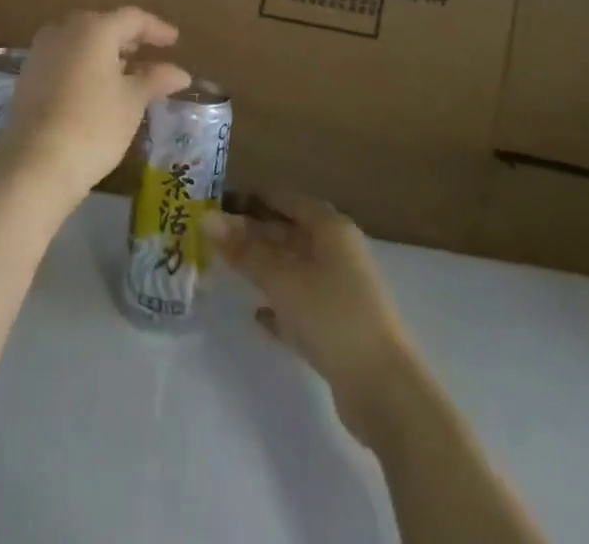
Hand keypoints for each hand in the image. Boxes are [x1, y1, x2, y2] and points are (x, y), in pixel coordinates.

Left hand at [0, 8, 187, 208]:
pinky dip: (83, 64)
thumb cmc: (94, 126)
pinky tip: (95, 87)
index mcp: (94, 29)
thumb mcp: (132, 102)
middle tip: (149, 54)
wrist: (36, 162)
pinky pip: (63, 57)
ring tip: (125, 72)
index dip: (156, 28)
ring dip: (104, 52)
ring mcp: (41, 50)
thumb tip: (180, 73)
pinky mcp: (28, 73)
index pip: (132, 18)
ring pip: (80, 41)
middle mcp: (64, 29)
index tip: (174, 41)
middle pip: (103, 25)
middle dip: (128, 39)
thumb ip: (155, 80)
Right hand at [205, 195, 427, 445]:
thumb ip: (243, 250)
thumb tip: (205, 218)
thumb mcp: (281, 278)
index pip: (284, 199)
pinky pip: (301, 305)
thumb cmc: (331, 315)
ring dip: (263, 269)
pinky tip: (255, 314)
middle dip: (252, 234)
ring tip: (225, 269)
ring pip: (293, 269)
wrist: (384, 390)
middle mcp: (338, 252)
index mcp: (330, 228)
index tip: (216, 202)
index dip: (251, 198)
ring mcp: (341, 291)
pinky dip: (280, 305)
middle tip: (212, 238)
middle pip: (288, 233)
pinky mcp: (340, 328)